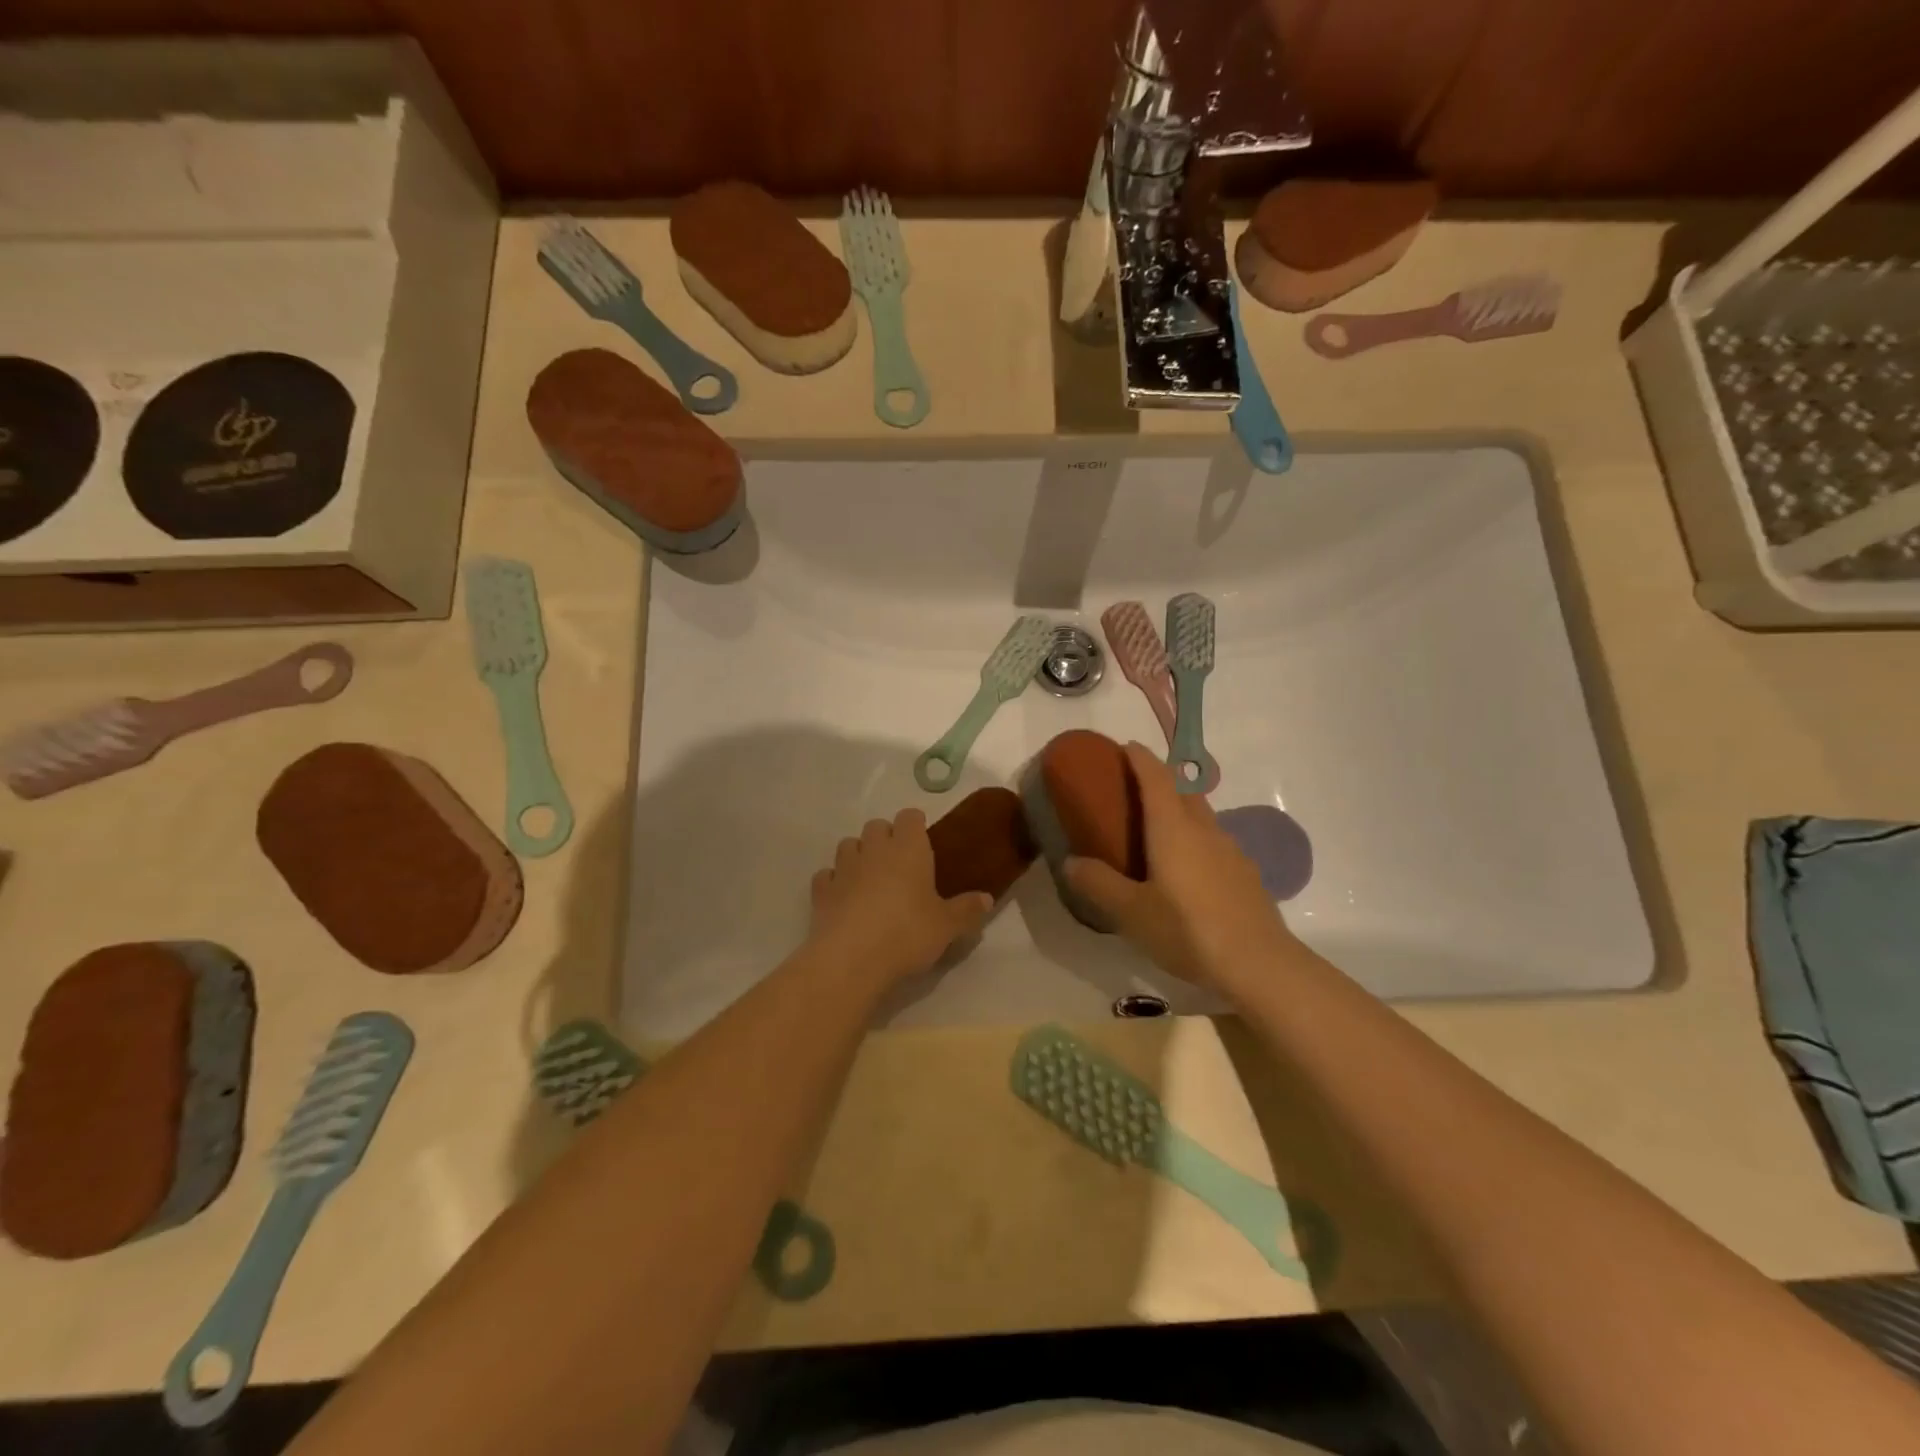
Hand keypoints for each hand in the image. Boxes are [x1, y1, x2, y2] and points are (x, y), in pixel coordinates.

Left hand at [808, 810, 992, 989]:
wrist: (851, 959)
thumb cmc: (907, 933)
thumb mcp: (947, 926)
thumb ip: (967, 910)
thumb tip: (987, 898)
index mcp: (908, 849)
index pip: (910, 817)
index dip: (916, 825)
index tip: (923, 841)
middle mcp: (875, 849)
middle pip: (876, 825)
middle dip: (886, 837)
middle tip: (900, 864)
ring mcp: (844, 868)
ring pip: (848, 844)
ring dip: (858, 854)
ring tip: (870, 878)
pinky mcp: (821, 891)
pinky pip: (827, 875)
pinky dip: (834, 881)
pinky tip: (843, 898)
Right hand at [1065, 742, 1300, 996]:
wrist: (1259, 965)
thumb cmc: (1188, 931)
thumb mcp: (1131, 912)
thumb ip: (1098, 884)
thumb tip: (1071, 862)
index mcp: (1173, 829)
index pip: (1156, 777)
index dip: (1140, 758)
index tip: (1124, 747)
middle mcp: (1204, 829)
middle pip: (1183, 790)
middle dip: (1160, 779)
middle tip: (1133, 788)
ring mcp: (1230, 851)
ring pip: (1201, 816)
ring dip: (1179, 810)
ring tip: (1156, 832)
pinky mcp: (1245, 874)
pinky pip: (1214, 842)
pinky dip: (1195, 839)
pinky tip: (1186, 871)